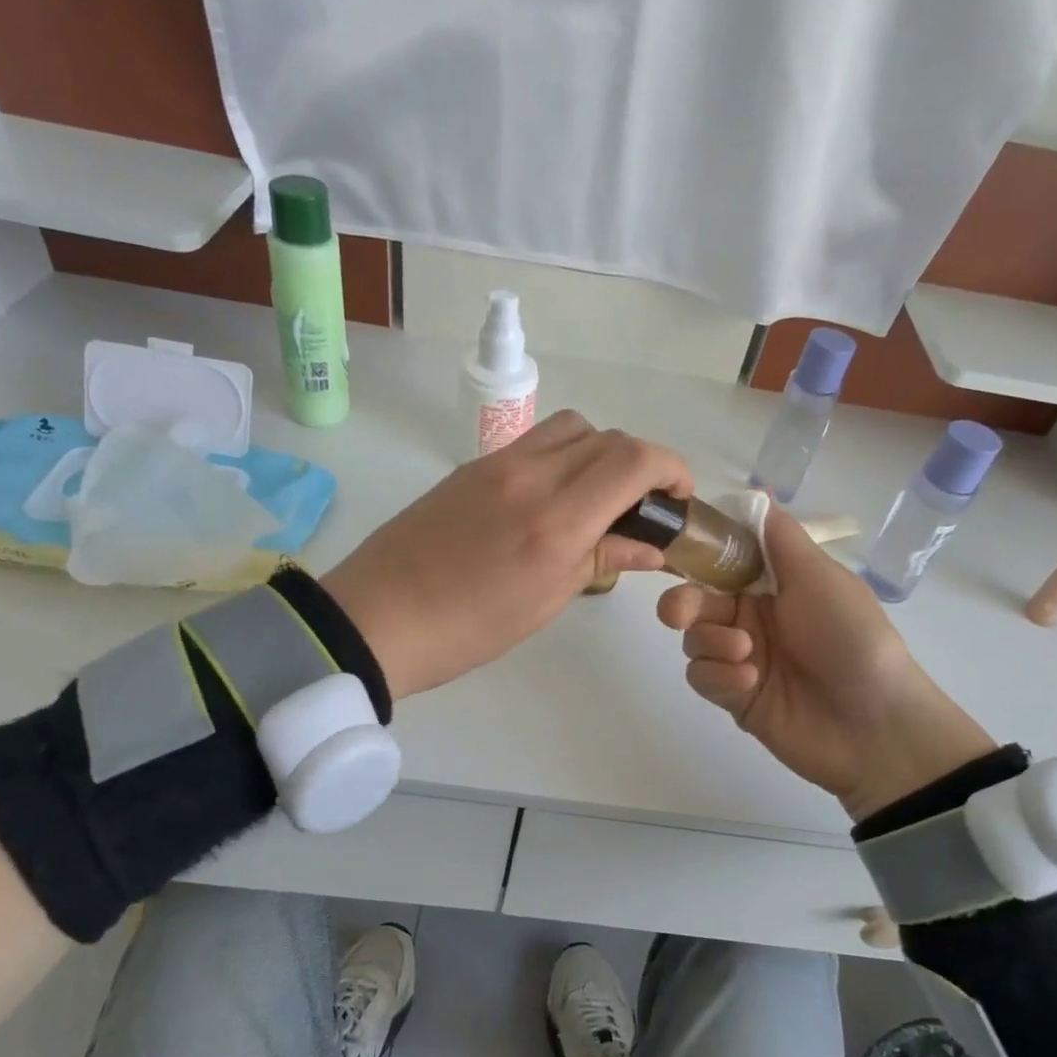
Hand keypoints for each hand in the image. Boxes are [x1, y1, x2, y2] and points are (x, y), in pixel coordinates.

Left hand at [323, 412, 691, 699]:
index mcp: (556, 520)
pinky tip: (553, 497)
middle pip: (607, 436)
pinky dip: (562, 456)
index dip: (671, 468)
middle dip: (641, 462)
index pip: (633, 460)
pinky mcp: (472, 467)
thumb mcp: (545, 602)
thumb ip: (601, 560)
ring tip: (598, 495)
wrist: (378, 618)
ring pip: (570, 428)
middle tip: (643, 503)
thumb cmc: (468, 629)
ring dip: (600, 451)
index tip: (679, 496)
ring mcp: (497, 464)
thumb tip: (649, 546)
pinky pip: (533, 442)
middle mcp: (531, 476)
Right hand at [657, 507, 996, 820]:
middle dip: (682, 604)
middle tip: (678, 615)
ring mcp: (742, 657)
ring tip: (747, 656)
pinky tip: (748, 683)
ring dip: (712, 642)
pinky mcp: (734, 696)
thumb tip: (756, 491)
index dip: (696, 555)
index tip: (673, 551)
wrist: (874, 724)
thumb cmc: (851, 637)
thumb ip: (780, 538)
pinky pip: (702, 676)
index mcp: (775, 584)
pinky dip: (718, 676)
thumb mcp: (820, 577)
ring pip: (694, 639)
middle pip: (696, 600)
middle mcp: (754, 617)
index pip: (723, 561)